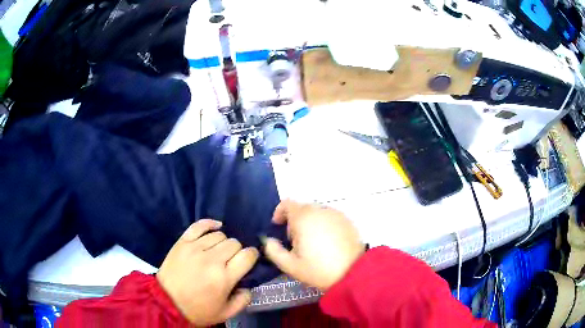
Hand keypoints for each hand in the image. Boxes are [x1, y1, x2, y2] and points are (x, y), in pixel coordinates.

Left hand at [156, 219, 258, 325]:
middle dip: (238, 251)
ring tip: (219, 251)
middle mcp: (211, 259)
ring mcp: (195, 248)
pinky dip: (210, 224)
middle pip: (234, 243)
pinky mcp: (182, 242)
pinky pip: (199, 225)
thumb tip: (249, 285)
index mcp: (224, 277)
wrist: (166, 302)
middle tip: (232, 260)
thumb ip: (243, 300)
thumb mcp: (226, 313)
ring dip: (223, 242)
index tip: (250, 259)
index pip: (247, 256)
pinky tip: (216, 227)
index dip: (252, 255)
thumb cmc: (198, 310)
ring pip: (219, 234)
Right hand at [263, 200, 364, 290]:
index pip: (287, 204)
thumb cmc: (319, 269)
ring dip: (309, 223)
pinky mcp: (347, 221)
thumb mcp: (290, 265)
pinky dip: (323, 225)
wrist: (353, 273)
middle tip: (295, 242)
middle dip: (294, 221)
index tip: (278, 226)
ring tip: (312, 244)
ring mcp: (336, 214)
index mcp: (304, 218)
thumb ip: (274, 251)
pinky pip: (329, 218)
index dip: (279, 212)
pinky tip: (327, 243)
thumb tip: (269, 241)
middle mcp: (320, 210)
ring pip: (316, 213)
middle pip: (302, 209)